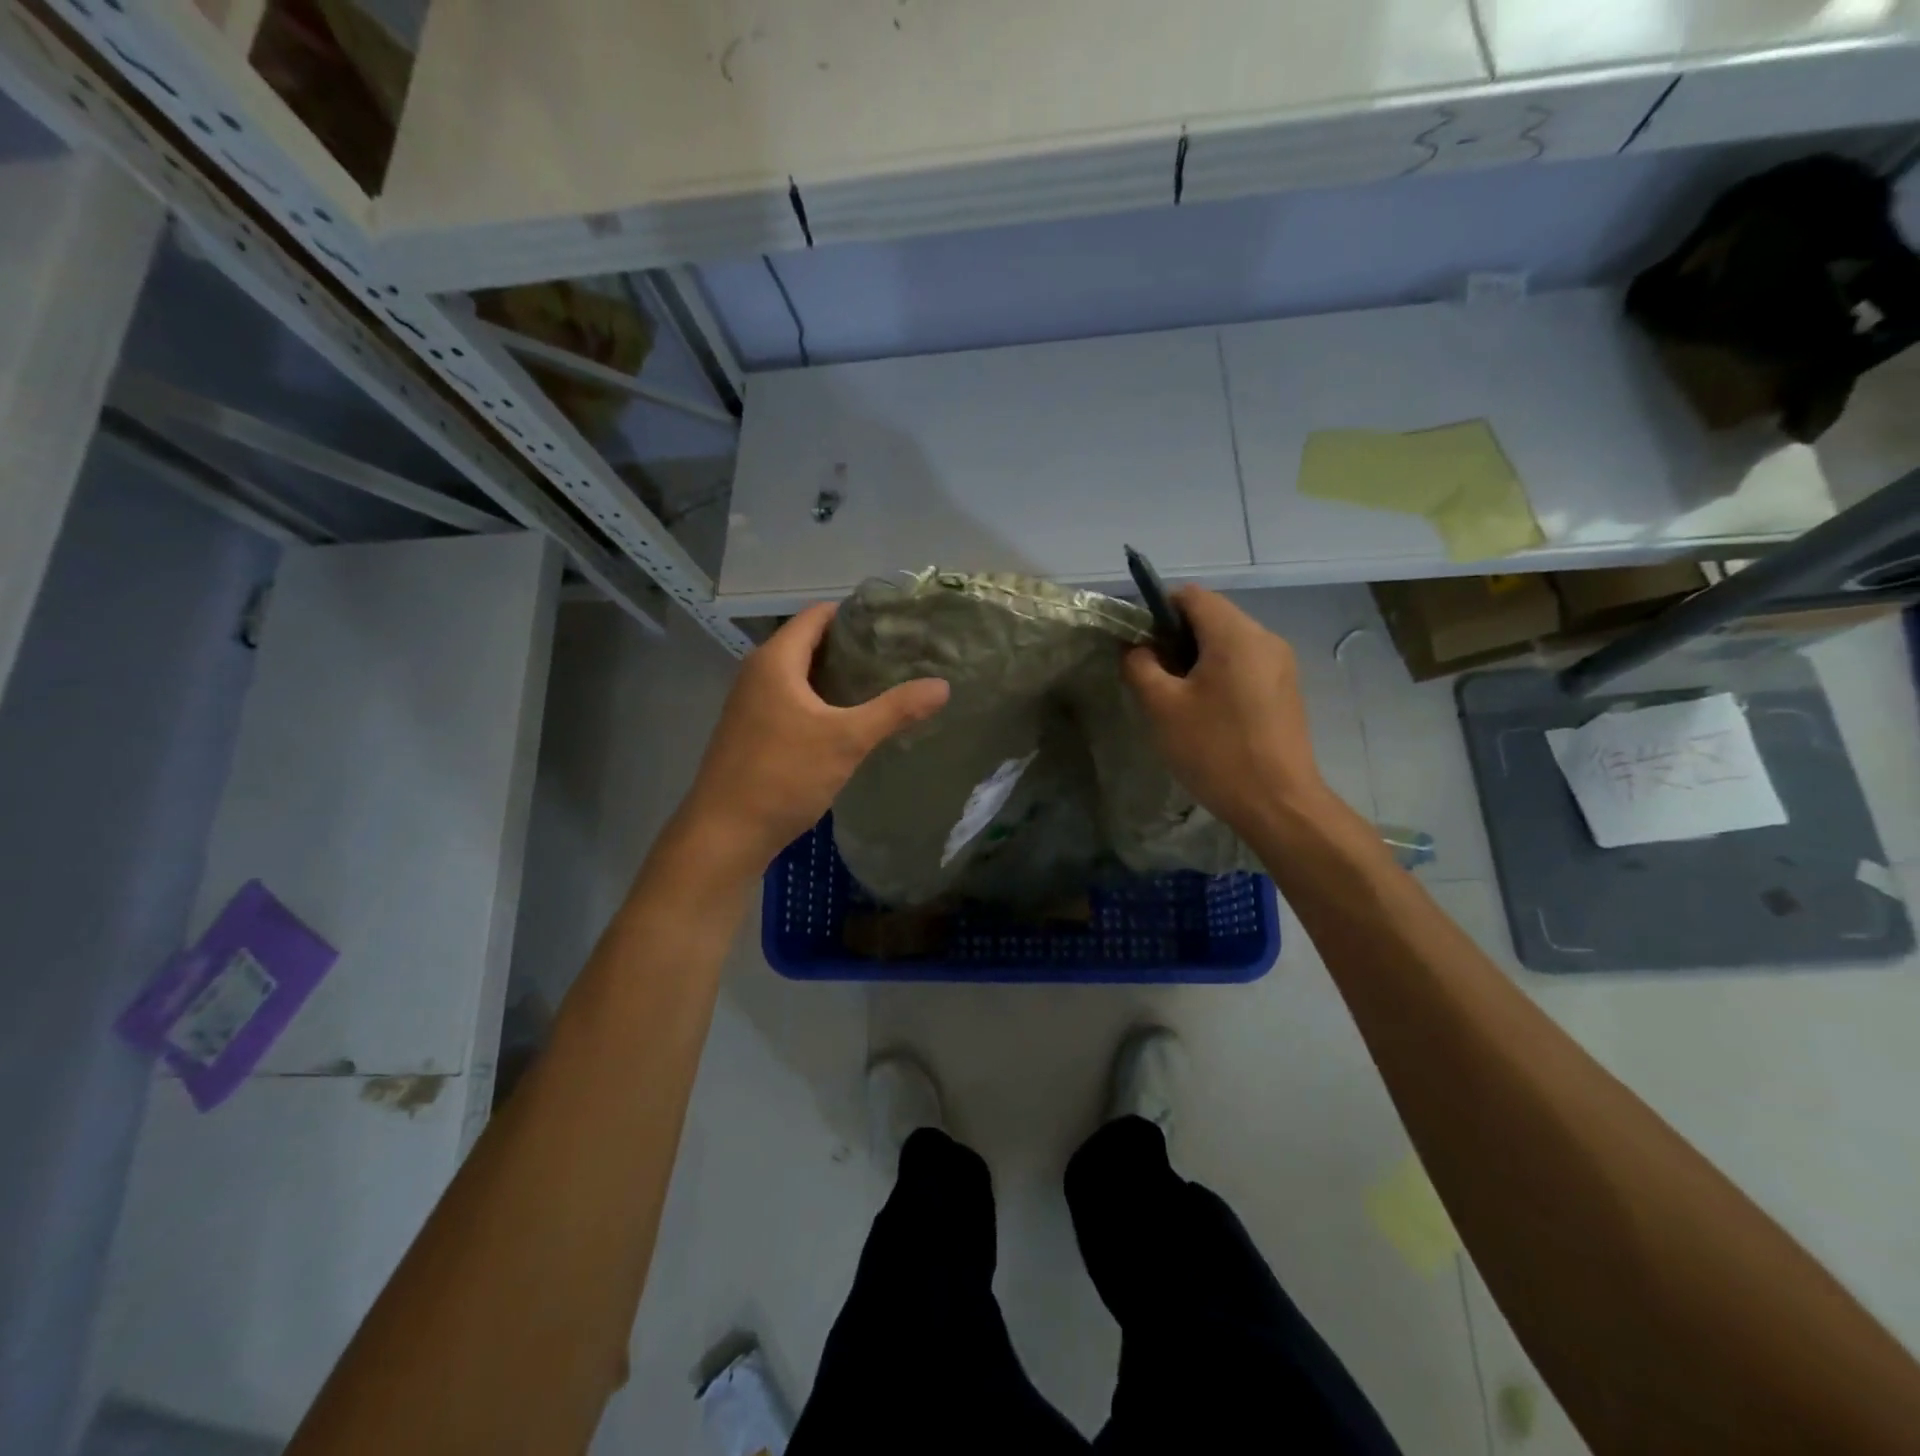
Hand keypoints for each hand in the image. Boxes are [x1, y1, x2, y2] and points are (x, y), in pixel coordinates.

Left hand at [676, 603, 949, 876]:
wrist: (725, 833)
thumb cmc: (784, 775)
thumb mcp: (846, 740)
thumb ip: (895, 710)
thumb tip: (943, 686)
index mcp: (775, 661)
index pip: (817, 615)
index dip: (854, 614)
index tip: (894, 624)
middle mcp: (757, 673)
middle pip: (809, 643)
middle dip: (851, 647)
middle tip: (897, 655)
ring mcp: (751, 703)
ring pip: (800, 674)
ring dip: (836, 676)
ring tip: (881, 683)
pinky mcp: (752, 730)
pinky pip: (791, 700)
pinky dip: (820, 700)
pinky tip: (848, 720)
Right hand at [1122, 587, 1329, 837]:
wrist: (1277, 802)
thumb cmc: (1214, 749)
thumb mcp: (1161, 707)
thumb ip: (1140, 666)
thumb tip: (1138, 648)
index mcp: (1235, 634)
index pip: (1190, 595)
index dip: (1157, 611)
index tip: (1140, 647)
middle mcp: (1264, 638)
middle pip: (1211, 616)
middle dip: (1176, 638)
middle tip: (1154, 678)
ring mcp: (1281, 664)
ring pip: (1228, 642)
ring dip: (1197, 659)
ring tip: (1178, 700)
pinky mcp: (1286, 689)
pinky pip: (1245, 665)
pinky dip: (1220, 675)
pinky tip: (1208, 713)